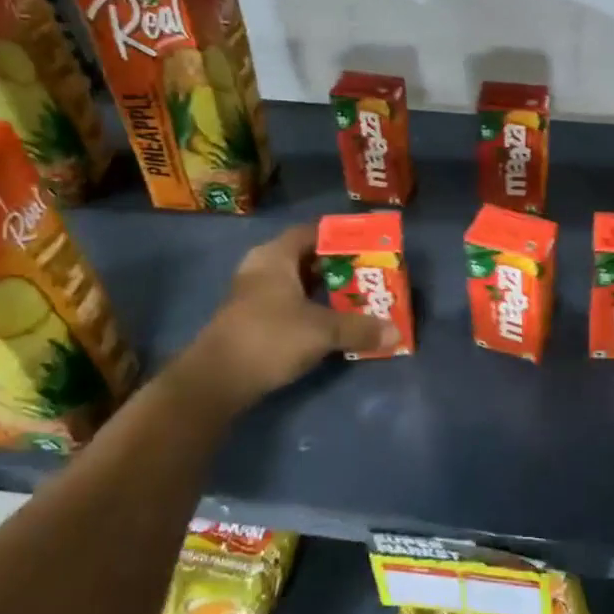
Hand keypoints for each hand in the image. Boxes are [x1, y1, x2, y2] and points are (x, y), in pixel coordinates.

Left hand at [181, 223, 396, 409]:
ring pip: (296, 284)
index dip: (340, 237)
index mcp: (275, 257)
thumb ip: (360, 329)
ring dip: (324, 291)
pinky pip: (288, 305)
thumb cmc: (269, 338)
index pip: (312, 233)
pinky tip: (331, 323)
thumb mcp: (322, 331)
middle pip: (305, 259)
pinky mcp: (251, 321)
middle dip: (337, 267)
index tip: (368, 246)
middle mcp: (261, 269)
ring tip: (356, 298)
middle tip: (368, 274)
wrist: (216, 381)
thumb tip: (396, 333)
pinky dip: (310, 310)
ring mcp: (253, 296)